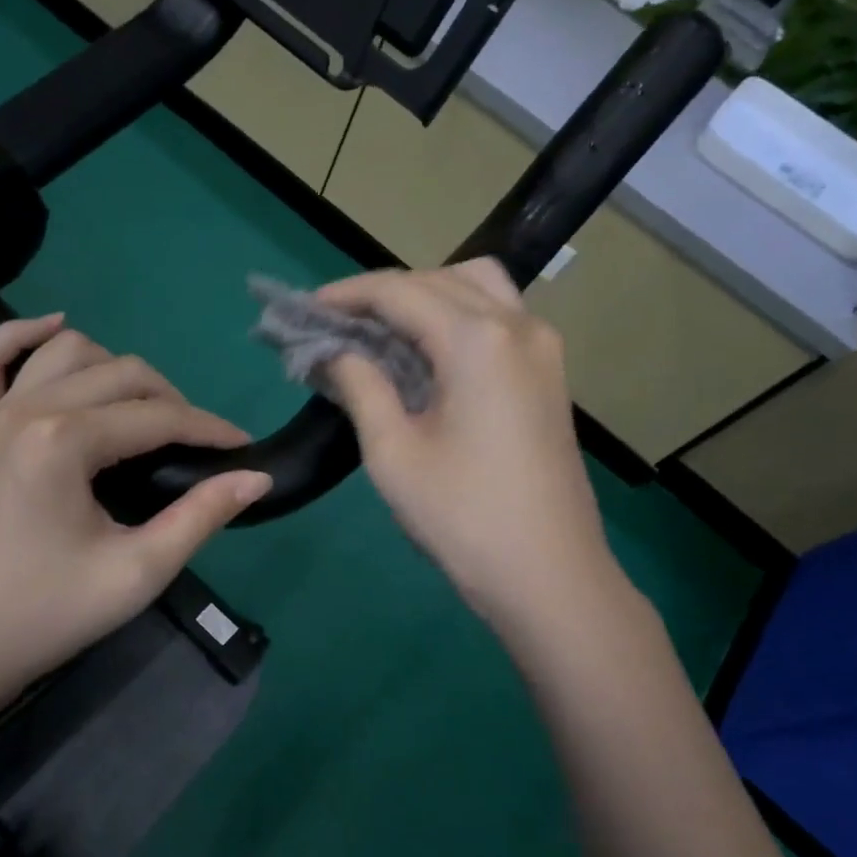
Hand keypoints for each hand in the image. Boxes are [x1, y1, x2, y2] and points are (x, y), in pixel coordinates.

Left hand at [0, 315, 270, 704]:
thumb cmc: (48, 614)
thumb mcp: (137, 573)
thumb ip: (201, 517)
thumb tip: (256, 477)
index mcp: (64, 442)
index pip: (157, 417)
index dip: (209, 429)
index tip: (243, 447)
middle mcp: (26, 410)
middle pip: (121, 372)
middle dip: (171, 400)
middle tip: (196, 445)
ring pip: (67, 351)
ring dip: (113, 367)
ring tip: (140, 408)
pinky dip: (19, 334)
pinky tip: (54, 326)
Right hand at [317, 261, 611, 632]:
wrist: (550, 577)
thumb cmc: (464, 517)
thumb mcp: (394, 452)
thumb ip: (360, 386)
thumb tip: (334, 351)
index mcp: (477, 340)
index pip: (400, 292)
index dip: (348, 294)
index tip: (306, 309)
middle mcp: (517, 326)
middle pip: (439, 279)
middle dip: (384, 292)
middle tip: (338, 324)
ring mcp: (542, 347)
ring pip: (477, 288)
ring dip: (426, 295)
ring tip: (384, 331)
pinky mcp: (550, 373)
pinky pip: (498, 317)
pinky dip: (457, 315)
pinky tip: (428, 352)